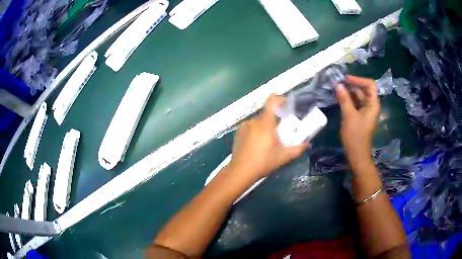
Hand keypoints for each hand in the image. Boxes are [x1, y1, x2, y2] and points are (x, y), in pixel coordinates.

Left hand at [228, 94, 308, 180]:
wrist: (240, 171)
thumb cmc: (263, 162)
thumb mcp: (283, 157)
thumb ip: (297, 149)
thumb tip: (307, 144)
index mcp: (266, 123)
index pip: (271, 102)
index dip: (279, 98)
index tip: (285, 103)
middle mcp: (254, 121)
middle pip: (267, 114)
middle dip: (274, 120)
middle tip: (280, 132)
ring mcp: (244, 126)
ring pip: (258, 121)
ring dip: (265, 126)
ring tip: (267, 141)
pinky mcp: (238, 132)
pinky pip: (250, 126)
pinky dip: (256, 131)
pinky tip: (256, 143)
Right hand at [337, 76, 379, 168]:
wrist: (357, 154)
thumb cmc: (355, 135)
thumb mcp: (349, 115)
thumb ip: (344, 99)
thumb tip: (338, 85)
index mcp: (373, 104)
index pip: (369, 85)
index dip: (358, 80)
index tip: (346, 79)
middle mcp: (371, 105)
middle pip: (363, 89)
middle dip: (352, 85)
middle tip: (338, 82)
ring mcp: (366, 110)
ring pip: (358, 96)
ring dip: (349, 91)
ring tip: (337, 88)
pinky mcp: (361, 115)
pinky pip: (355, 103)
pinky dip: (348, 99)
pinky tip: (340, 97)